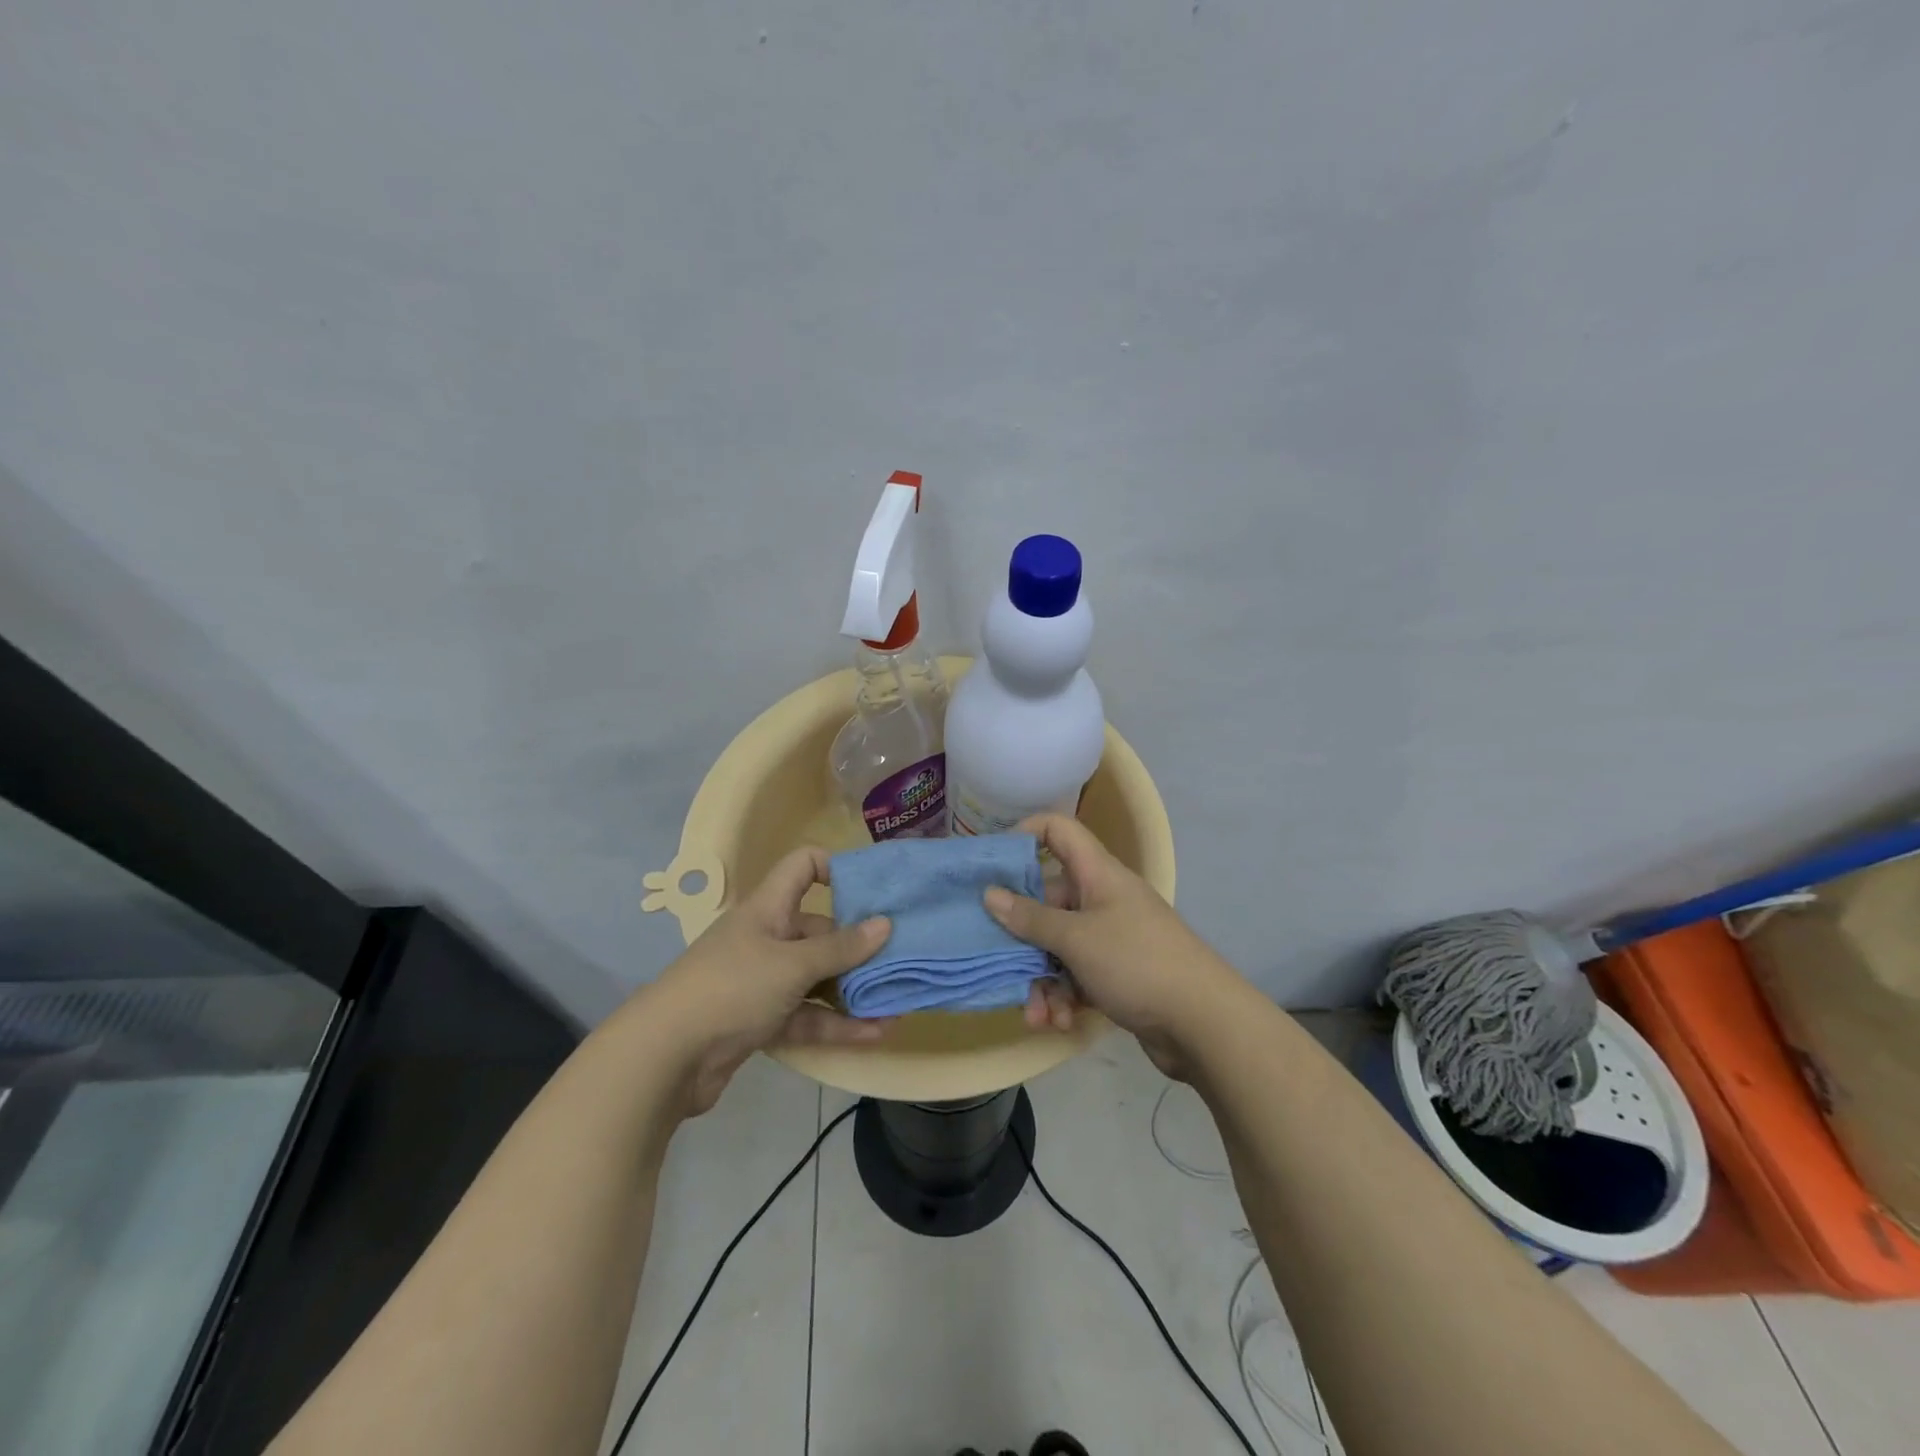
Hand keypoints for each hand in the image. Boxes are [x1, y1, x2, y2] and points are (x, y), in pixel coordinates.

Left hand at [644, 846, 890, 1114]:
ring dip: (854, 990)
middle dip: (860, 945)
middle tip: (903, 955)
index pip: (803, 866)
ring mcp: (764, 982)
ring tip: (899, 999)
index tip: (874, 889)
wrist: (665, 1058)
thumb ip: (841, 948)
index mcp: (769, 908)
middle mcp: (768, 938)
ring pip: (818, 978)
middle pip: (821, 930)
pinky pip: (808, 1015)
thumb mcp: (792, 964)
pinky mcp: (762, 1021)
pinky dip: (838, 1023)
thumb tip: (885, 924)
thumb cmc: (732, 988)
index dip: (836, 868)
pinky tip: (876, 1032)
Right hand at [986, 814, 1240, 1077]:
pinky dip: (1062, 997)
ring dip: (1041, 980)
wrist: (1205, 1023)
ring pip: (1057, 946)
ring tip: (1037, 1013)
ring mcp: (1110, 937)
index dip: (1024, 835)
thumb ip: (1030, 918)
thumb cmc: (1137, 963)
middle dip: (1022, 937)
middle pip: (1047, 900)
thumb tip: (990, 894)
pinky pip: (1075, 975)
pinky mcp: (1116, 974)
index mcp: (1097, 874)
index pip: (1057, 830)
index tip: (991, 864)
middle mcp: (1102, 899)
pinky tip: (1058, 1023)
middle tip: (997, 960)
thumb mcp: (1076, 939)